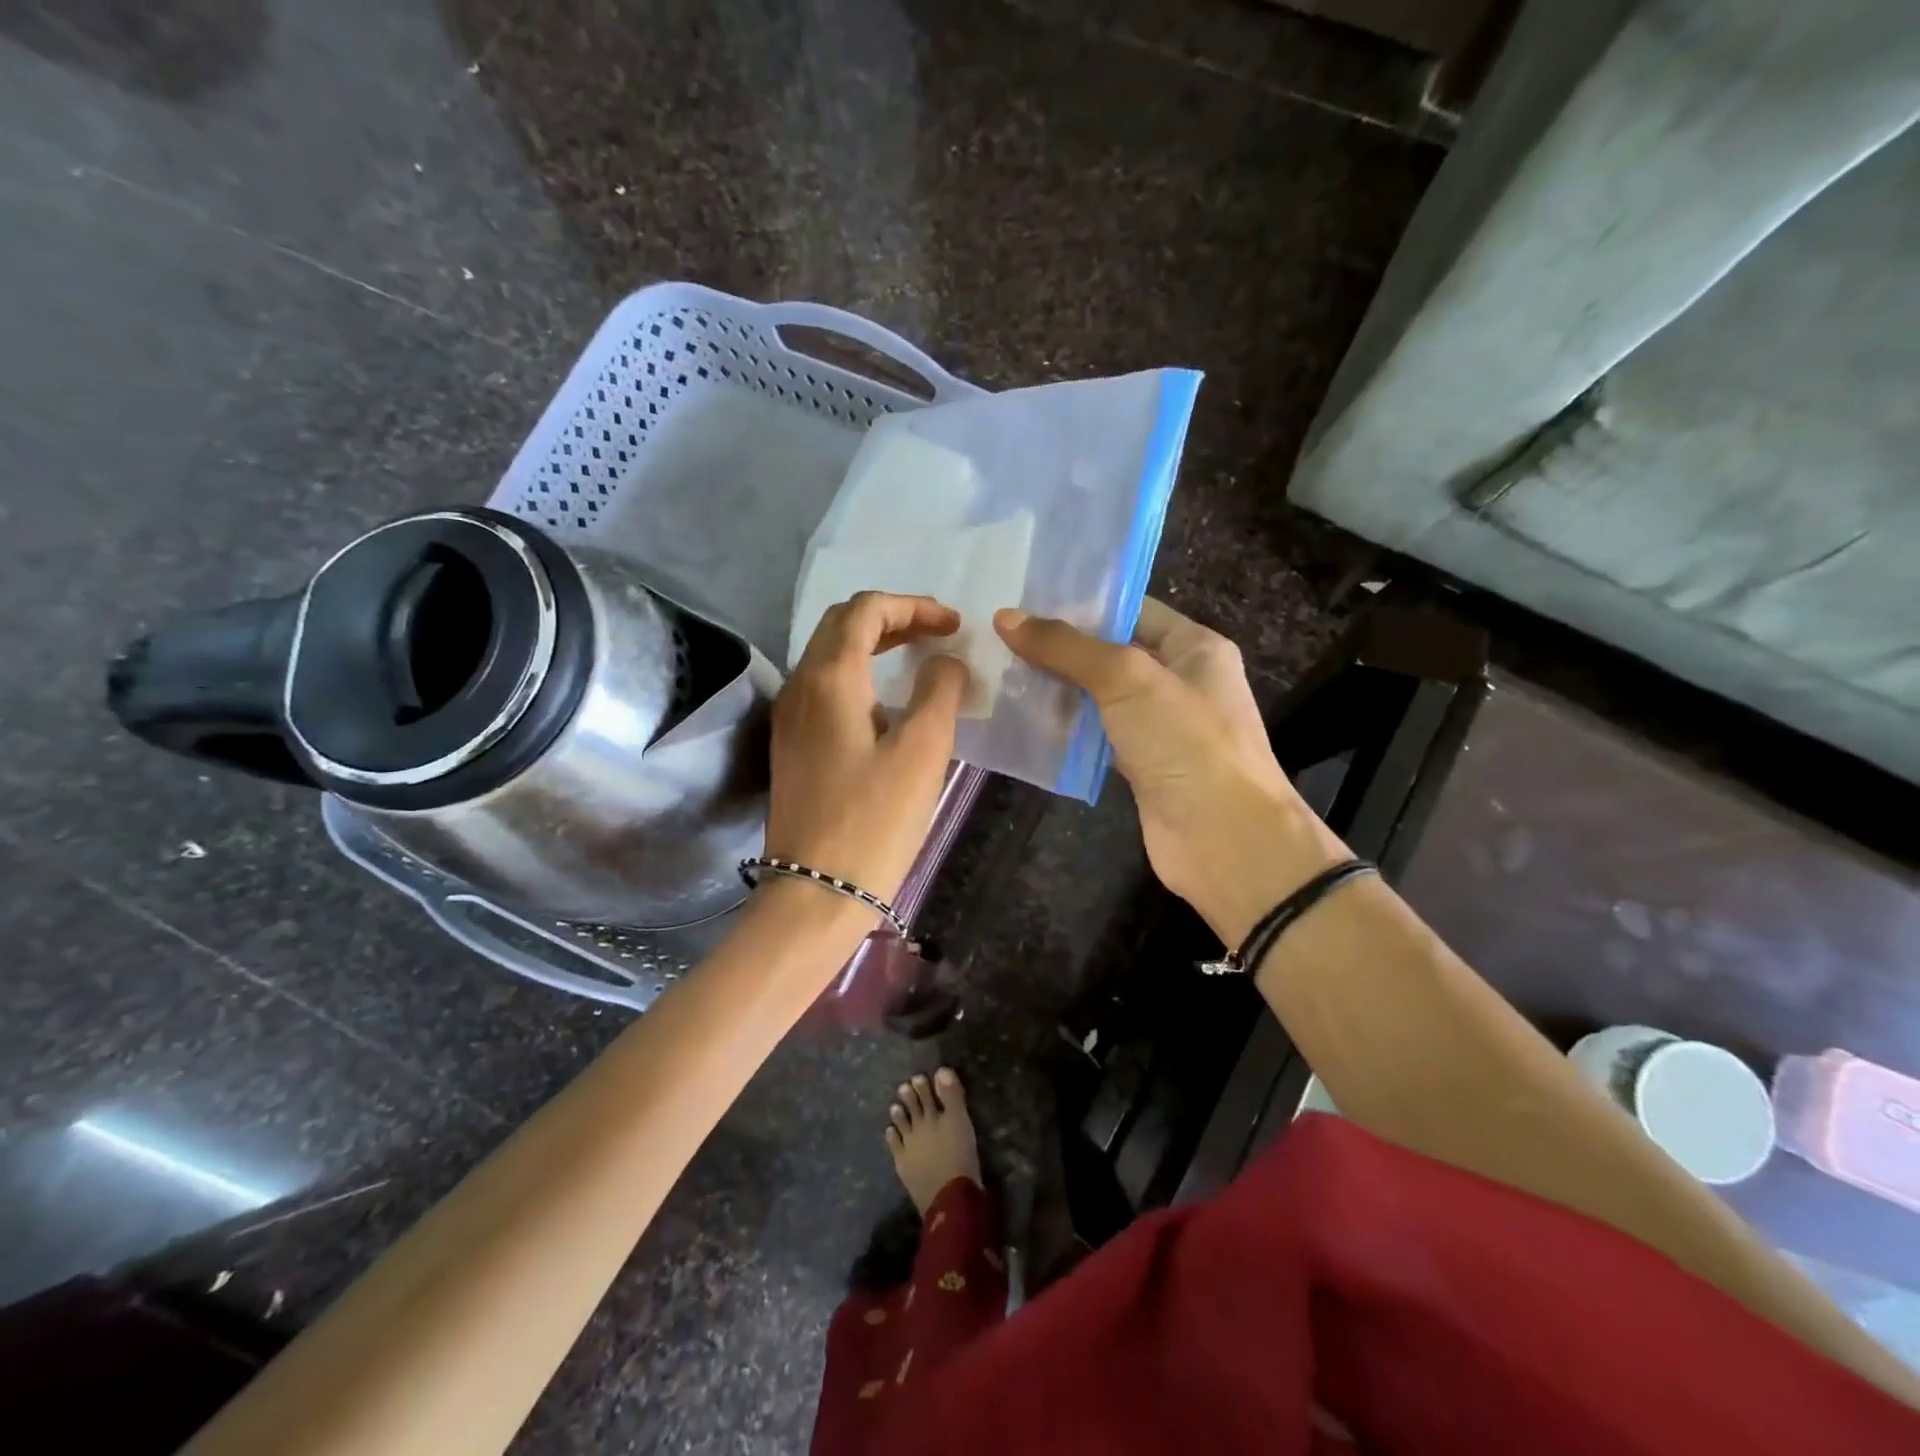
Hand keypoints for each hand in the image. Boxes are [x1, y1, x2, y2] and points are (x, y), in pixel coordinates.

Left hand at [765, 592, 968, 906]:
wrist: (816, 891)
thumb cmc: (875, 820)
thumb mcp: (922, 751)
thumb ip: (939, 691)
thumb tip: (945, 661)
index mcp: (830, 678)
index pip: (866, 610)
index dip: (913, 606)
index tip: (953, 625)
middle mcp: (800, 686)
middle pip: (842, 625)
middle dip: (892, 618)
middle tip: (937, 633)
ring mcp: (790, 717)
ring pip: (830, 656)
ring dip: (873, 645)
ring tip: (917, 658)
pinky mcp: (793, 745)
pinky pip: (825, 688)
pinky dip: (859, 675)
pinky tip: (887, 702)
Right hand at [995, 599, 1347, 944]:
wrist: (1224, 840)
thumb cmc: (1187, 743)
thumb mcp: (1128, 679)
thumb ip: (1068, 648)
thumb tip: (1006, 618)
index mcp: (1193, 647)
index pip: (1131, 609)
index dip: (1080, 603)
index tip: (1024, 599)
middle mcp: (1178, 681)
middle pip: (1110, 653)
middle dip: (1059, 647)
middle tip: (998, 635)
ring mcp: (1159, 726)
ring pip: (1098, 697)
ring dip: (1055, 689)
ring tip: (998, 671)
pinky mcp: (1140, 765)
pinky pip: (1095, 736)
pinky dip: (1064, 730)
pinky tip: (1020, 719)